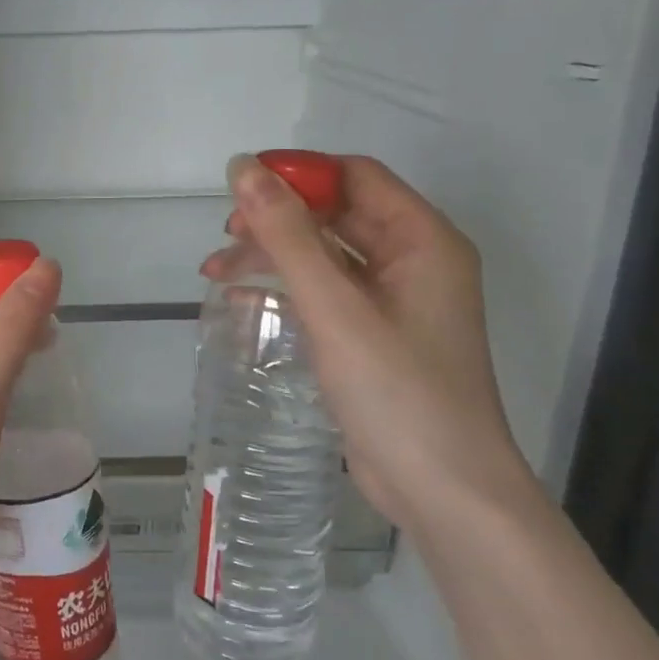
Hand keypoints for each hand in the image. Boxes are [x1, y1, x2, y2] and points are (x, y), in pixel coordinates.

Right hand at [209, 154, 528, 525]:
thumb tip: (244, 167)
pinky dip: (285, 292)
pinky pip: (324, 296)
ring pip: (324, 257)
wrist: (443, 491)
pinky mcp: (373, 338)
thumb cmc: (398, 392)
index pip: (354, 177)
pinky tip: (241, 303)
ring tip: (215, 273)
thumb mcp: (335, 308)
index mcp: (422, 240)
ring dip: (273, 257)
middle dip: (277, 220)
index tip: (240, 188)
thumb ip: (287, 236)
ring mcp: (394, 303)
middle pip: (336, 216)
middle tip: (225, 237)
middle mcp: (412, 262)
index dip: (298, 173)